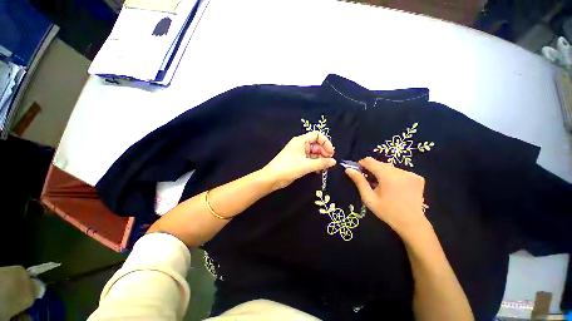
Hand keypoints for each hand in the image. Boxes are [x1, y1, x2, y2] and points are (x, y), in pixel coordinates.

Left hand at [262, 131, 335, 189]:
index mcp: (301, 141)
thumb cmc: (289, 168)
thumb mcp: (307, 165)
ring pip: (313, 153)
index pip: (317, 135)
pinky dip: (315, 163)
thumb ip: (322, 163)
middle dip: (324, 152)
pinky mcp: (298, 160)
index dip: (326, 142)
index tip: (331, 153)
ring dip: (320, 159)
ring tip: (325, 167)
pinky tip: (318, 170)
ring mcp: (299, 153)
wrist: (272, 178)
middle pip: (316, 144)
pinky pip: (309, 159)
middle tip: (329, 162)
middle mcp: (300, 145)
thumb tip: (334, 161)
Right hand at [345, 157, 427, 238]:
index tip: (359, 173)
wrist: (412, 224)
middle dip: (372, 170)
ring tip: (382, 186)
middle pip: (380, 163)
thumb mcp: (369, 198)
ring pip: (389, 167)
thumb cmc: (387, 212)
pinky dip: (393, 176)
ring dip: (382, 173)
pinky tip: (394, 187)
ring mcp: (411, 174)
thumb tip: (348, 169)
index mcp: (388, 176)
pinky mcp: (417, 177)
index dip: (361, 164)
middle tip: (370, 182)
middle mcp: (400, 171)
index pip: (370, 161)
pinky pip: (399, 171)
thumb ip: (359, 181)